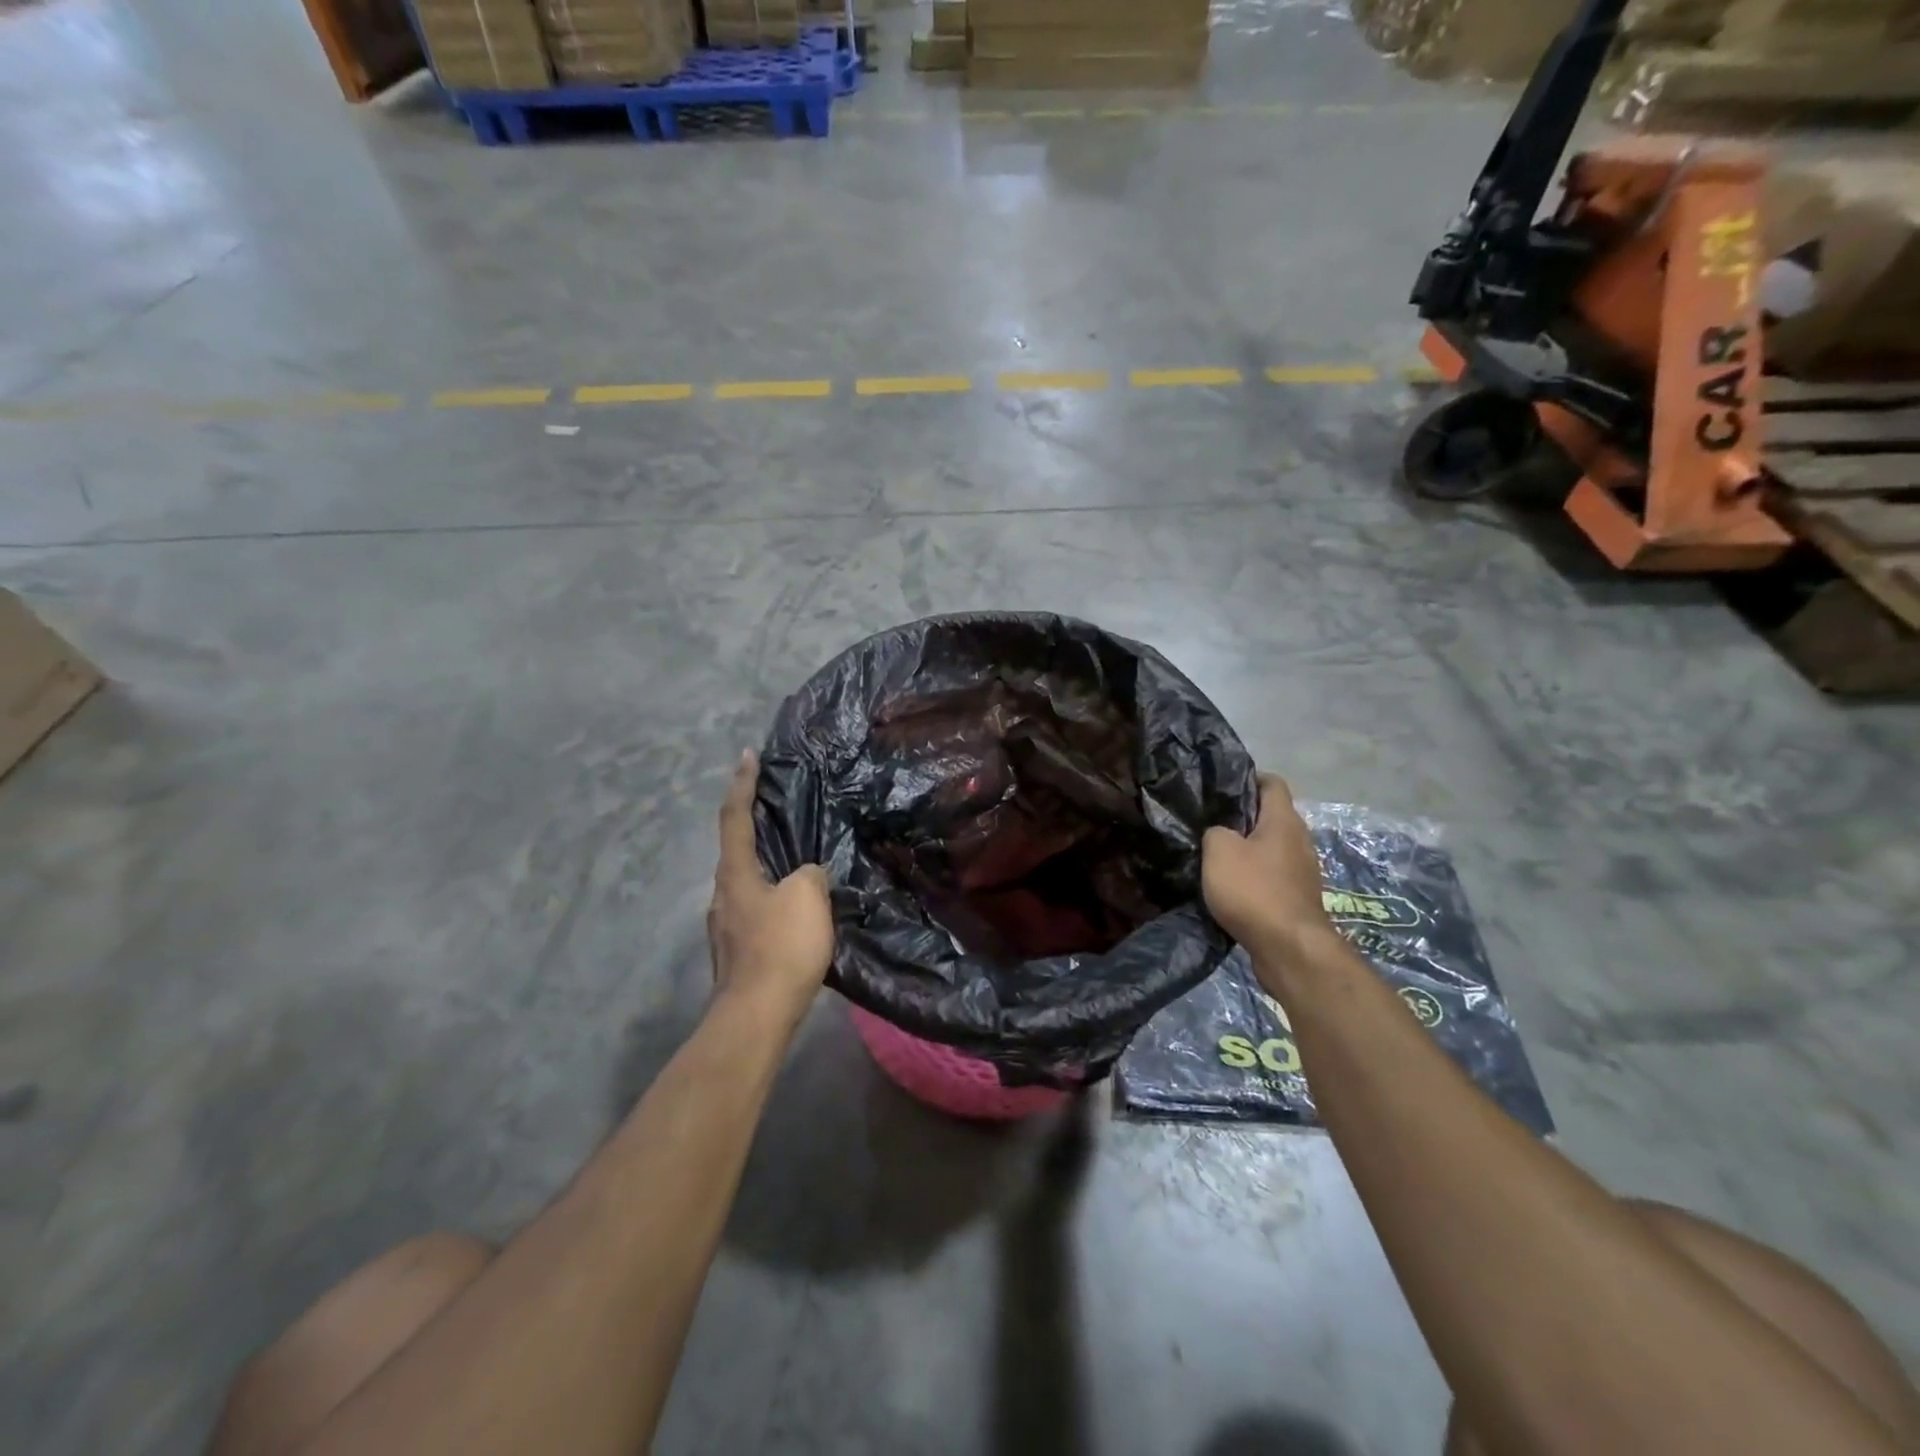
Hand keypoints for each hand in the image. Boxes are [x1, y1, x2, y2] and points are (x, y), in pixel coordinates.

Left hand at [708, 750, 834, 1024]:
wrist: (756, 1016)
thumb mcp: (807, 896)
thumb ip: (810, 873)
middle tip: (779, 810)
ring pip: (749, 883)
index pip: (734, 817)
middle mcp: (723, 895)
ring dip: (768, 866)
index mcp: (735, 873)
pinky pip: (758, 910)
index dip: (742, 784)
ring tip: (797, 862)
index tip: (747, 755)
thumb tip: (807, 875)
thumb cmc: (781, 947)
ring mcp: (727, 926)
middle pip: (737, 850)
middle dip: (754, 826)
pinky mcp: (738, 952)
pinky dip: (774, 897)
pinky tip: (797, 910)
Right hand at [1201, 774, 1334, 964]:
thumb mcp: (1218, 850)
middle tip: (1210, 821)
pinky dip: (1254, 876)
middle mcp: (1299, 840)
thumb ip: (1214, 831)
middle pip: (1272, 816)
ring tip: (1216, 856)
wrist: (1289, 948)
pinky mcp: (1297, 898)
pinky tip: (1231, 887)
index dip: (1248, 778)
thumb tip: (1219, 833)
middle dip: (1243, 816)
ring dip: (1248, 849)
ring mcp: (1302, 871)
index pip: (1272, 783)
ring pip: (1272, 848)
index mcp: (1283, 820)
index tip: (1220, 787)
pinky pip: (1273, 875)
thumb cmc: (1254, 890)